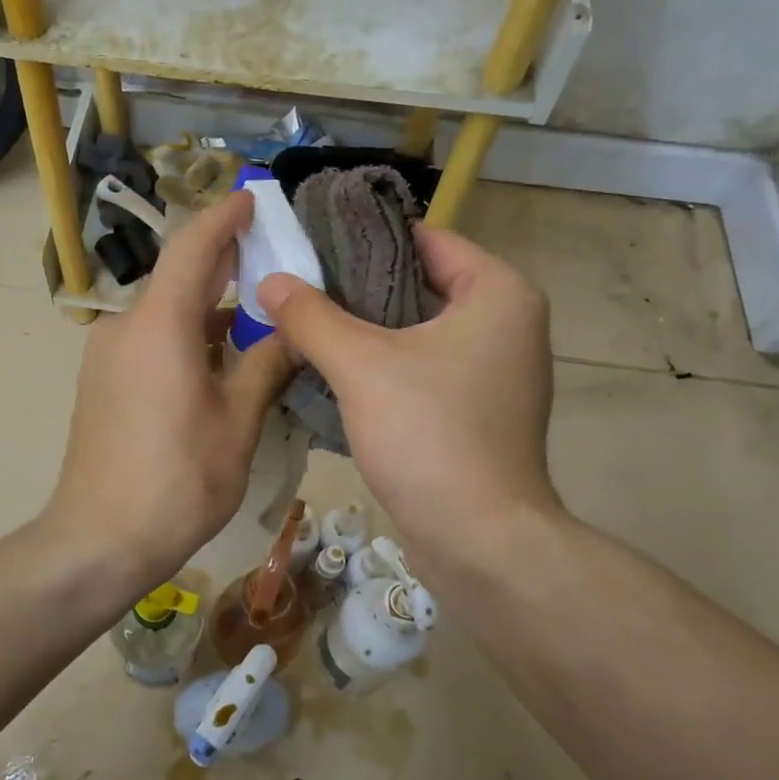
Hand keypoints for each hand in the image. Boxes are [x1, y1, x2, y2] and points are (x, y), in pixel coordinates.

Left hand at [43, 192, 295, 593]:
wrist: (98, 539)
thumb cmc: (177, 480)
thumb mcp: (237, 422)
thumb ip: (265, 365)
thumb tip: (293, 331)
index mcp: (159, 325)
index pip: (193, 246)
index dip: (225, 216)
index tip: (254, 198)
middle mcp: (126, 327)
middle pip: (179, 276)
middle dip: (224, 260)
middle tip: (274, 254)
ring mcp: (109, 356)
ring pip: (167, 312)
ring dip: (209, 305)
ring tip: (260, 311)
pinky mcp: (105, 382)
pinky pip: (152, 339)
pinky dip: (188, 335)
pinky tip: (222, 355)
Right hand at [257, 226, 561, 576]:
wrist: (480, 541)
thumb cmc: (430, 436)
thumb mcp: (361, 366)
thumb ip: (313, 316)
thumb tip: (270, 281)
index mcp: (499, 293)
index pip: (426, 239)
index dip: (365, 238)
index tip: (311, 243)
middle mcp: (508, 324)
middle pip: (420, 284)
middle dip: (358, 286)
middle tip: (298, 285)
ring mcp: (496, 371)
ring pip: (419, 331)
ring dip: (366, 329)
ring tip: (305, 321)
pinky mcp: (479, 410)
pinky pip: (425, 368)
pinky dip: (385, 365)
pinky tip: (334, 369)